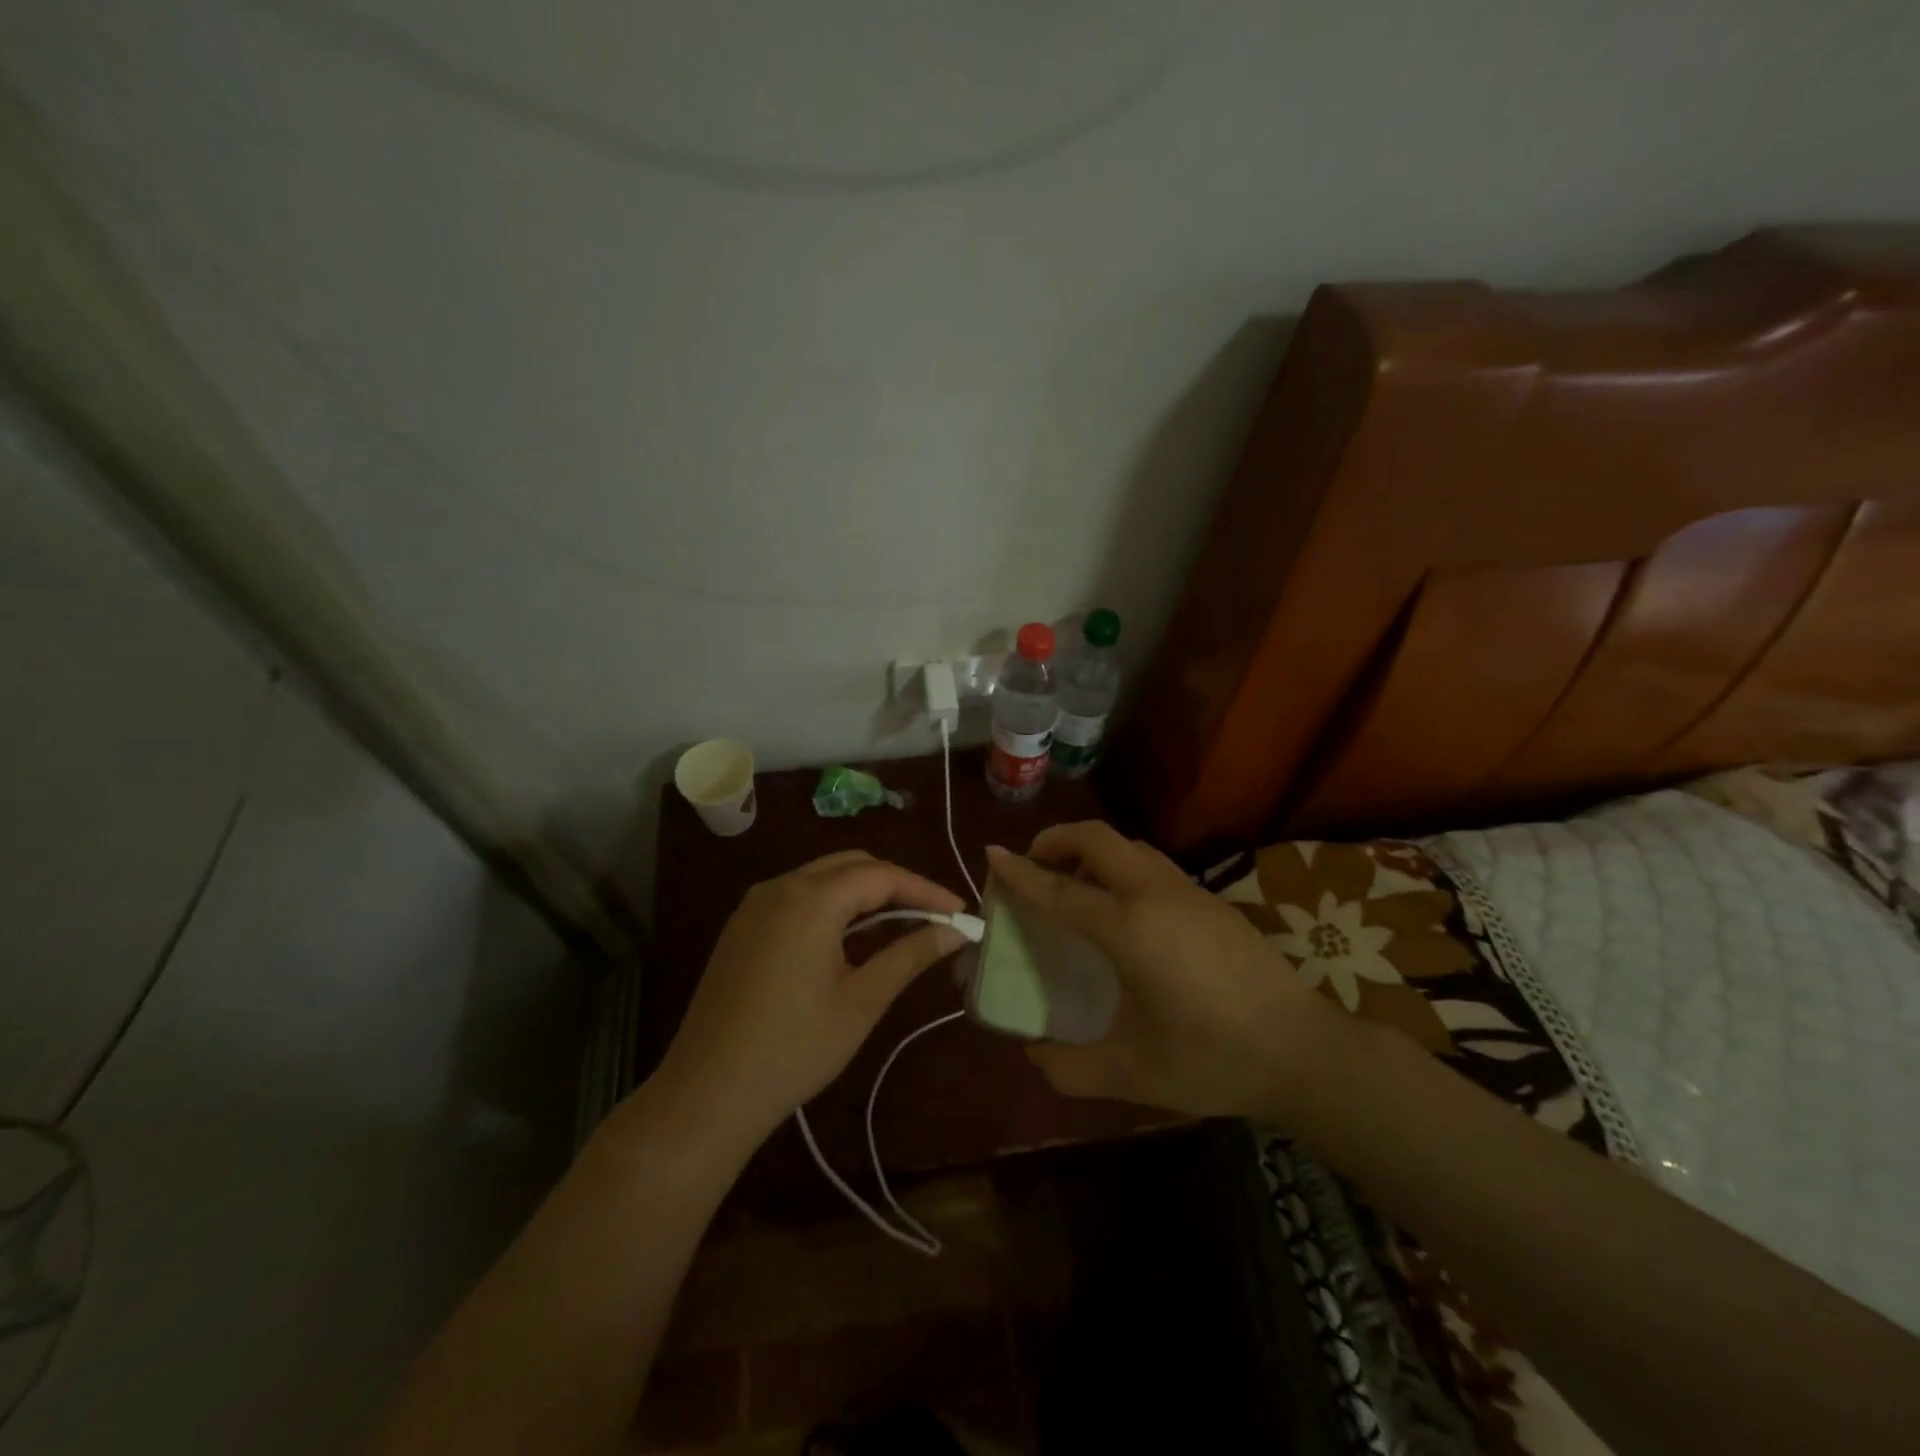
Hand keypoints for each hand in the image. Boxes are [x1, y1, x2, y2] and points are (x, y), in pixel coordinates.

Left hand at [648, 851, 967, 1148]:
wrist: (707, 1093)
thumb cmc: (794, 1048)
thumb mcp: (862, 1002)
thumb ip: (910, 955)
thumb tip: (954, 932)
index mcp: (811, 899)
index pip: (881, 876)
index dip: (925, 890)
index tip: (959, 912)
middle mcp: (780, 887)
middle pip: (852, 865)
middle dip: (896, 885)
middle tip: (934, 916)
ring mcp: (756, 905)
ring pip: (824, 878)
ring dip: (864, 893)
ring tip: (901, 924)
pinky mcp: (743, 926)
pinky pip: (798, 897)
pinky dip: (833, 905)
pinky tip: (851, 938)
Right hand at [986, 823, 1336, 1120]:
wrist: (1303, 1052)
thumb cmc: (1212, 1060)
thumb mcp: (1131, 1073)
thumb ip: (1070, 1067)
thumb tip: (1034, 1053)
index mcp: (1131, 929)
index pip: (1061, 890)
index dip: (1021, 874)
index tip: (991, 854)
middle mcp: (1157, 896)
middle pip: (1099, 840)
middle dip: (1058, 840)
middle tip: (1035, 864)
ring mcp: (1190, 893)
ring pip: (1130, 847)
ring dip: (1094, 851)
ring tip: (1075, 883)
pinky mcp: (1212, 901)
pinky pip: (1153, 865)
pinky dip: (1122, 867)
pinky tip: (1124, 909)